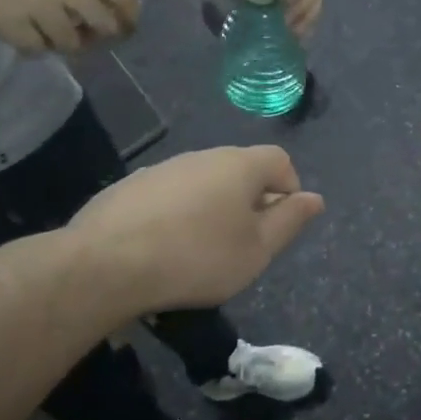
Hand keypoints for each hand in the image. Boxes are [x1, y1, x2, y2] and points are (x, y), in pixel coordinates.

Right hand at [0, 0, 139, 53]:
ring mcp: (40, 6)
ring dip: (59, 44)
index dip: (130, 17)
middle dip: (96, 39)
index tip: (125, 31)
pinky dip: (31, 48)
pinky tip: (18, 32)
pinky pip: (39, 51)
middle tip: (79, 37)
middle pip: (106, 27)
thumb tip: (120, 22)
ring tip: (39, 29)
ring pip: (72, 44)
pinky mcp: (15, 25)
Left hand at [67, 145, 324, 313]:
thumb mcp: (257, 250)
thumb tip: (314, 198)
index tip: (277, 226)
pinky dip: (177, 215)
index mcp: (239, 165)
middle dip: (250, 200)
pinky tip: (164, 249)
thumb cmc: (198, 257)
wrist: (106, 264)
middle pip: (240, 169)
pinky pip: (169, 195)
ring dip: (212, 207)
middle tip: (243, 242)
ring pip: (203, 182)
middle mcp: (202, 156)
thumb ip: (290, 221)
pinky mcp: (130, 187)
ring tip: (201, 250)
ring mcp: (163, 168)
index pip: (280, 160)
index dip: (288, 189)